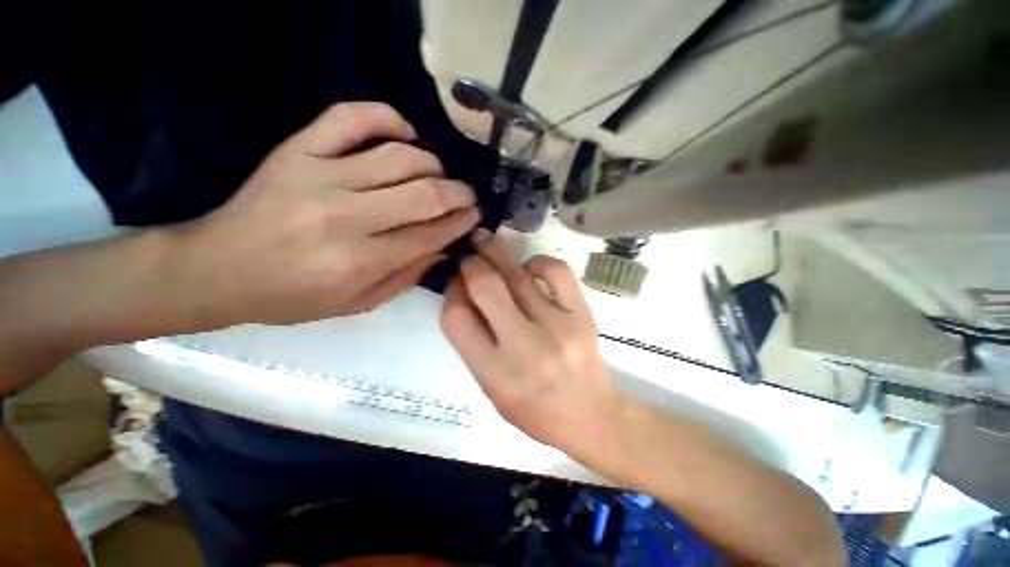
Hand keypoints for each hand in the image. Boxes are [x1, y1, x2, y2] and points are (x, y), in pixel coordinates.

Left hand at [172, 102, 479, 325]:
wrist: (219, 269)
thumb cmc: (294, 297)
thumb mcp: (360, 303)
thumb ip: (408, 275)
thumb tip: (444, 246)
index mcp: (361, 261)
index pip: (430, 234)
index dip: (460, 223)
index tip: (475, 215)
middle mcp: (346, 217)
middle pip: (423, 194)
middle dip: (457, 193)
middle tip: (468, 195)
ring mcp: (320, 175)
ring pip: (399, 156)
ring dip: (431, 164)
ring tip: (437, 174)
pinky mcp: (298, 149)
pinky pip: (350, 117)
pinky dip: (386, 117)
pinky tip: (404, 132)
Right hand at [440, 229, 624, 459]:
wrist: (590, 415)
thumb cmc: (534, 408)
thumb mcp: (490, 387)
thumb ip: (473, 342)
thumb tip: (463, 292)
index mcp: (495, 373)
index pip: (456, 318)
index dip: (451, 292)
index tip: (455, 282)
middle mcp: (525, 347)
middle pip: (486, 287)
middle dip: (472, 263)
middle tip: (468, 254)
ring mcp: (558, 327)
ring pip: (518, 274)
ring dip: (496, 252)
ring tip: (486, 241)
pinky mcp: (582, 314)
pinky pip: (557, 272)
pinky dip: (538, 262)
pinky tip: (529, 266)